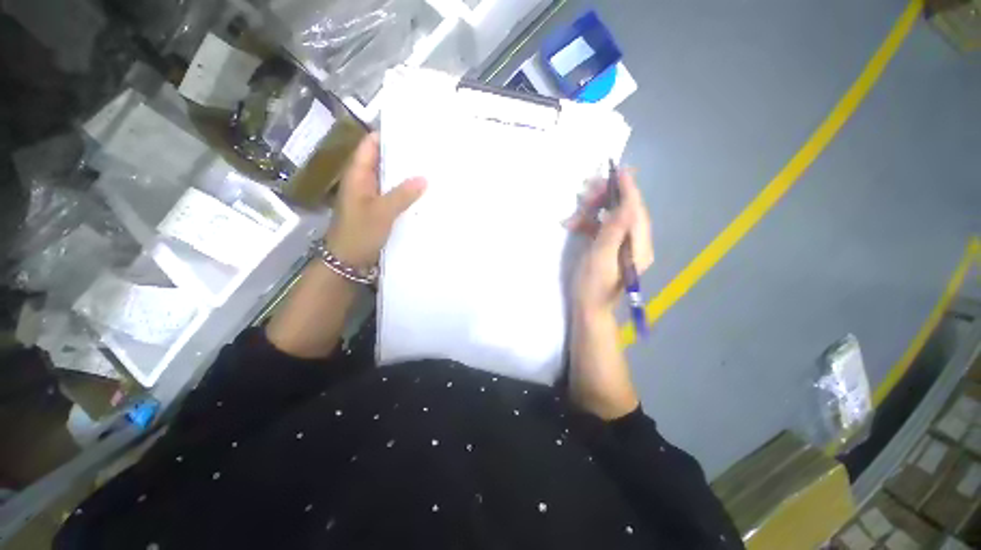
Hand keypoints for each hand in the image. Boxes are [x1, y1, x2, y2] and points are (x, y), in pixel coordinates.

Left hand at [324, 133, 425, 268]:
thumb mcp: (381, 212)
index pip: (370, 145)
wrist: (349, 261)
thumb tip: (424, 178)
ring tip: (429, 169)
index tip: (410, 130)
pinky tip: (422, 194)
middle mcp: (364, 182)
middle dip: (402, 156)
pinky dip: (406, 193)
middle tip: (427, 151)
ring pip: (390, 180)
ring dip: (405, 175)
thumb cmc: (360, 233)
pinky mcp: (379, 210)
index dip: (387, 135)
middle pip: (382, 161)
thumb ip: (402, 194)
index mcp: (358, 175)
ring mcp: (372, 197)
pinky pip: (394, 196)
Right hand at [567, 168, 653, 317]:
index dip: (628, 190)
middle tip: (586, 190)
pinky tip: (573, 224)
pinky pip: (601, 228)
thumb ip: (613, 231)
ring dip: (592, 211)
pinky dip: (588, 223)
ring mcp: (621, 245)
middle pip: (625, 212)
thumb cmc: (592, 287)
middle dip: (605, 199)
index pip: (636, 212)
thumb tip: (627, 204)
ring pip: (611, 218)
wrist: (588, 309)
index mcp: (638, 246)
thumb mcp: (600, 258)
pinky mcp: (609, 248)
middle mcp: (634, 243)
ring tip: (575, 209)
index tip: (619, 171)